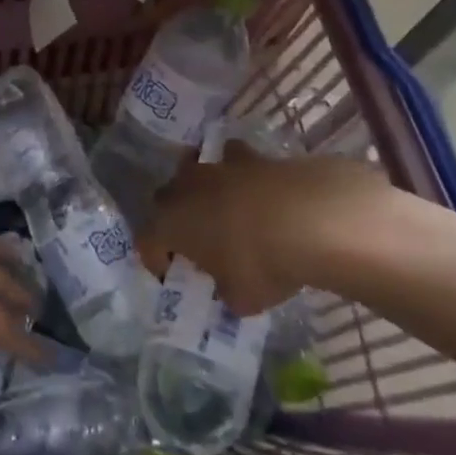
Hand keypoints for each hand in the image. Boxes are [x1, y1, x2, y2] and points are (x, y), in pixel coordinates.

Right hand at [136, 146, 397, 317]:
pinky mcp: (248, 155)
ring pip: (194, 173)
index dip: (156, 261)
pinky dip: (238, 173)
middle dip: (175, 220)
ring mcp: (214, 167)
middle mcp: (182, 190)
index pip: (147, 242)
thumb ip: (228, 294)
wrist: (308, 218)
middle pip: (165, 203)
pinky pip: (232, 160)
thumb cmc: (261, 264)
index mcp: (168, 224)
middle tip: (196, 243)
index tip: (172, 276)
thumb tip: (230, 291)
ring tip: (223, 211)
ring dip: (202, 191)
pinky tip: (254, 189)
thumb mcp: (243, 299)